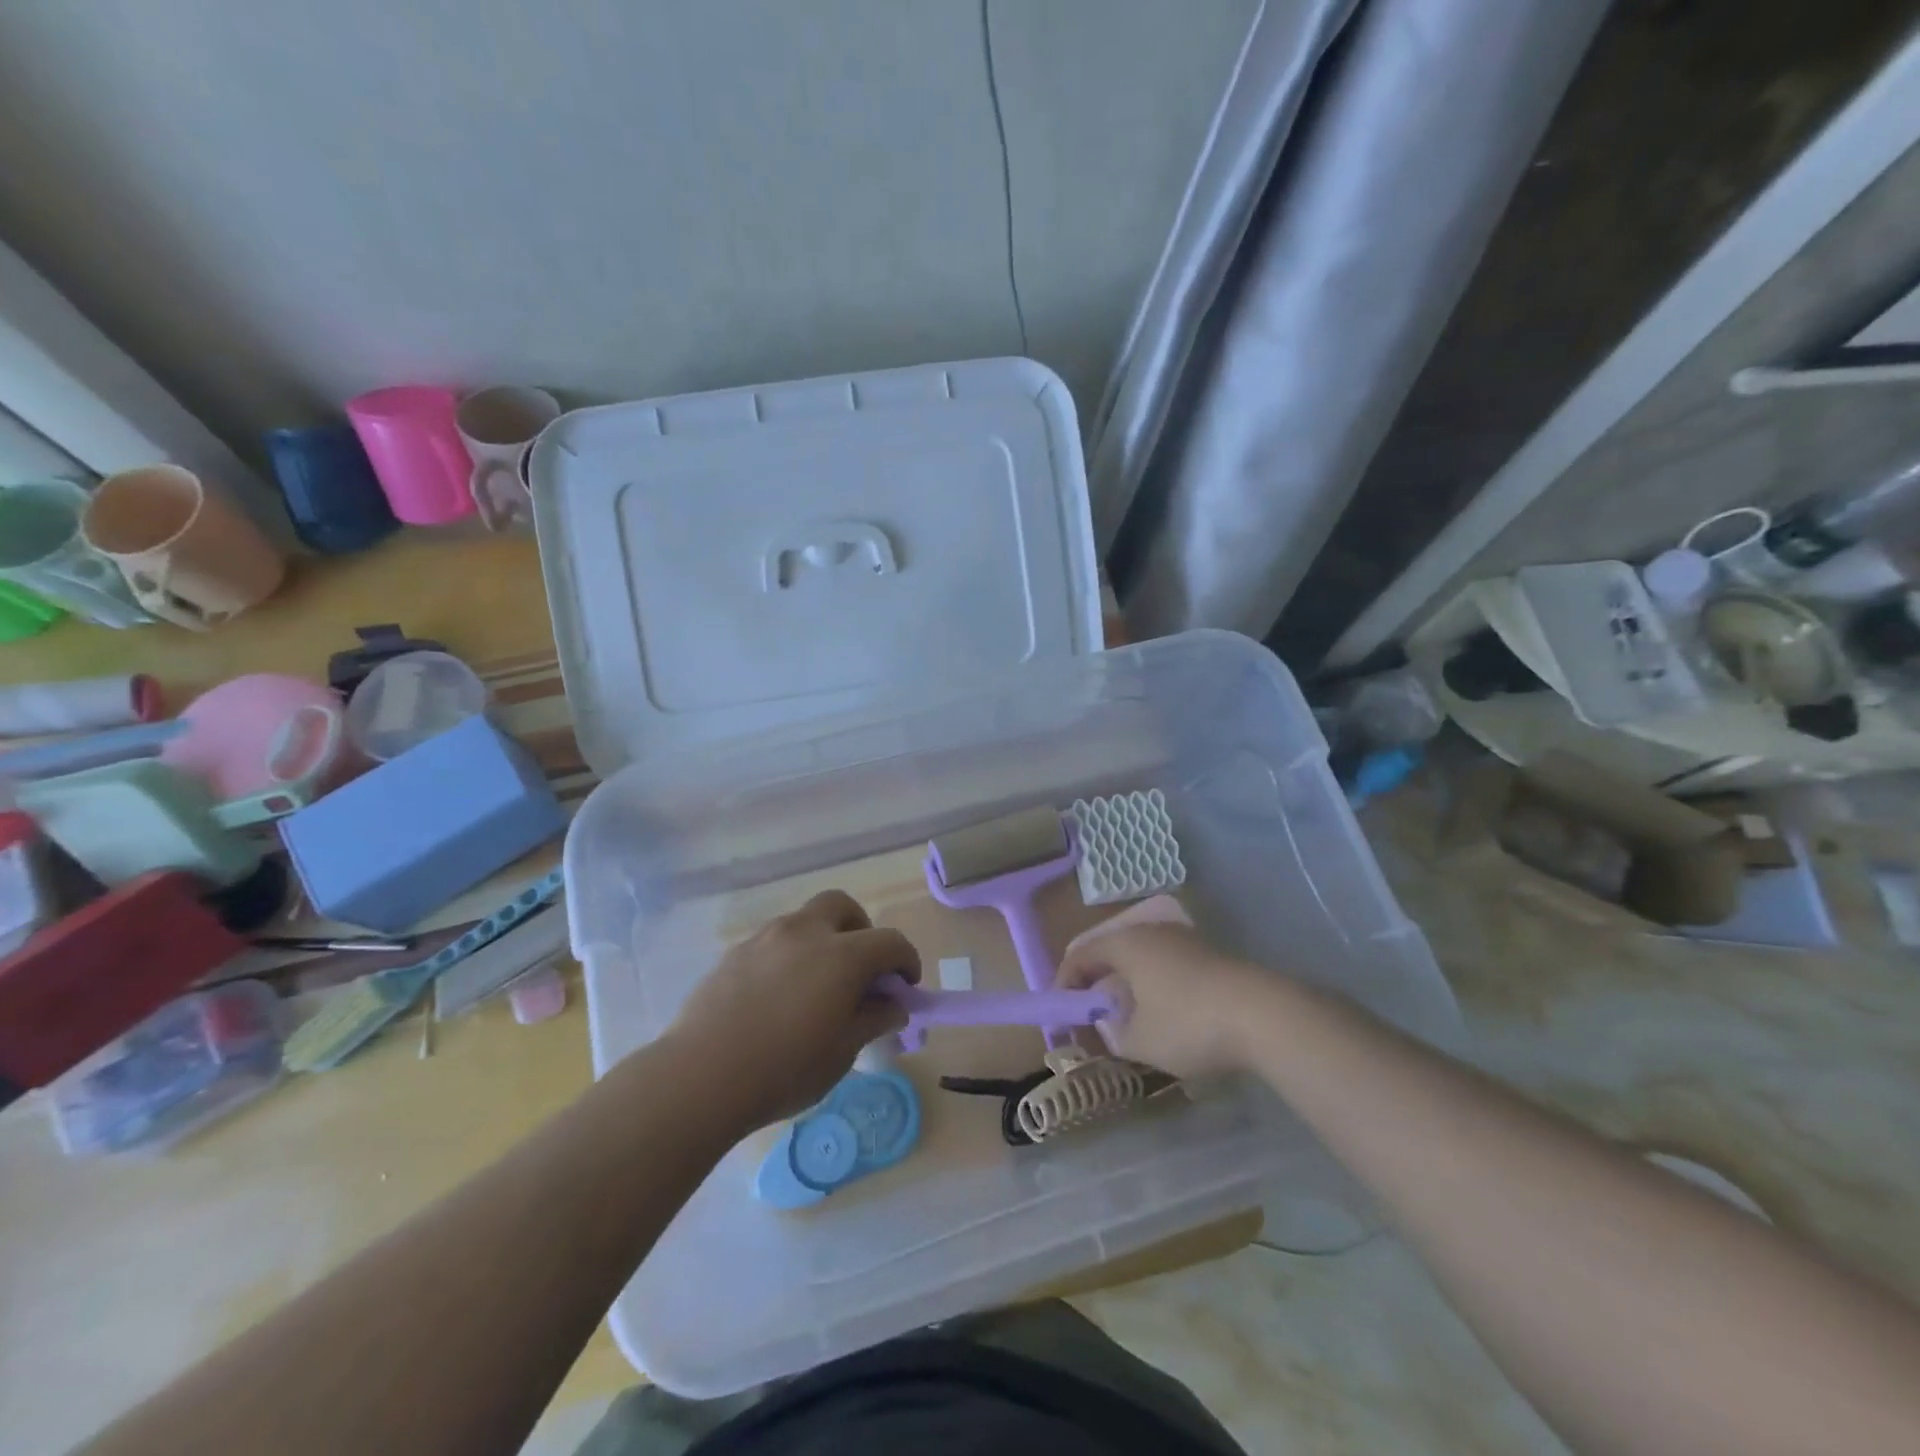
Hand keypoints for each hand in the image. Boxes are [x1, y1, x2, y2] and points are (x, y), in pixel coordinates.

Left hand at [669, 891, 919, 1129]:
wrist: (700, 1076)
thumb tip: (894, 1005)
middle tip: (861, 967)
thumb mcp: (842, 1052)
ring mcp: (766, 938)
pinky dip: (790, 956)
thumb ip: (873, 1020)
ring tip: (817, 986)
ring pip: (805, 921)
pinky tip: (779, 996)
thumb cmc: (784, 1068)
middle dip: (861, 929)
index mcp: (842, 955)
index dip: (906, 960)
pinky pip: (774, 942)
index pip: (890, 942)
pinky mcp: (735, 953)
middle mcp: (805, 933)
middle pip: (842, 907)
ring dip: (822, 940)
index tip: (906, 986)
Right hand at [1056, 921, 1268, 1079]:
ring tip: (1128, 1015)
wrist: (1264, 1015)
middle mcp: (1150, 931)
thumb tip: (1110, 1026)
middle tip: (1090, 1013)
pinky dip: (1155, 983)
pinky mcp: (1209, 953)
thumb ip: (1113, 1034)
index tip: (1061, 1013)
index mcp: (1125, 944)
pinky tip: (1166, 1011)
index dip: (1065, 983)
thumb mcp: (1140, 1042)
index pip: (1080, 955)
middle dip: (1097, 981)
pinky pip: (1167, 963)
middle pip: (1111, 951)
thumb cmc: (1189, 1024)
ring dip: (1128, 982)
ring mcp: (1183, 939)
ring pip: (1141, 957)